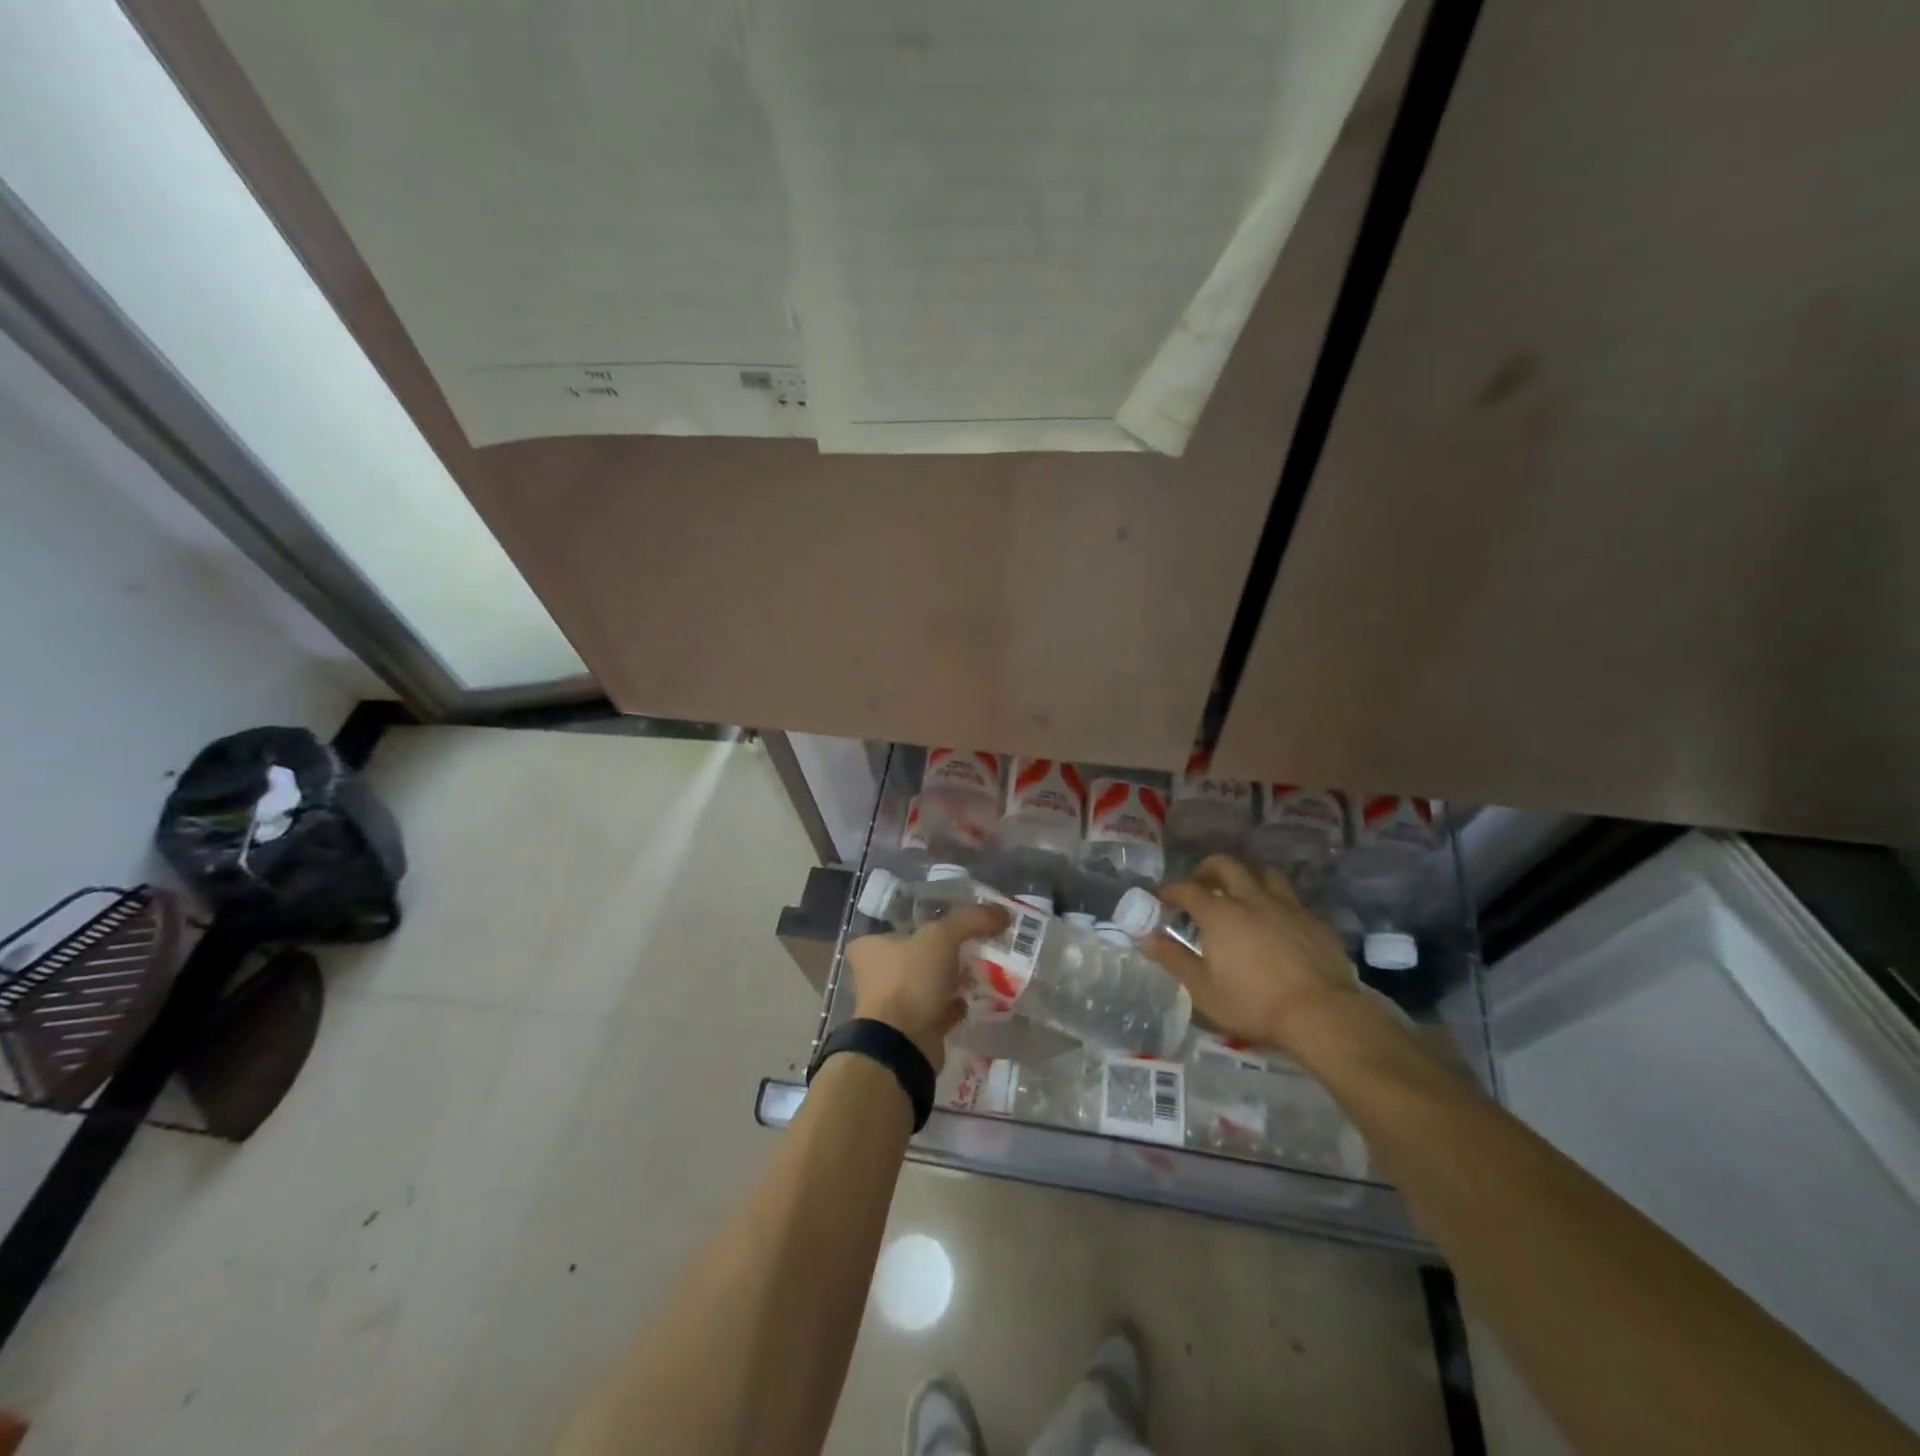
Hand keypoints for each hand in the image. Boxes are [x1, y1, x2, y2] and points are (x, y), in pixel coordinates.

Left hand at [848, 904, 1008, 1071]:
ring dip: (952, 979)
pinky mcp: (909, 1029)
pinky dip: (955, 1004)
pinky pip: (937, 1009)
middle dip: (946, 952)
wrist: (902, 1046)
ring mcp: (891, 1004)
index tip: (955, 923)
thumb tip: (1001, 913)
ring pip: (928, 982)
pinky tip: (976, 997)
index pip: (900, 924)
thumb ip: (970, 919)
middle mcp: (875, 973)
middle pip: (917, 953)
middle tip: (976, 944)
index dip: (928, 921)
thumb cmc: (911, 981)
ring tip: (983, 969)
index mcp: (870, 946)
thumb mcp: (942, 937)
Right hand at [1141, 855, 1373, 1059]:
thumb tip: (1146, 939)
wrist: (1321, 1014)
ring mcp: (1287, 906)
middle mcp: (1251, 899)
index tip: (1162, 899)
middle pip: (1226, 865)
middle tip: (1201, 885)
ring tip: (1242, 894)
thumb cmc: (1253, 1003)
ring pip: (1264, 873)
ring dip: (1248, 877)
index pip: (1187, 889)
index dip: (1170, 890)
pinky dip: (1278, 903)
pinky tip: (1278, 923)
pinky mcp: (1315, 921)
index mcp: (1219, 914)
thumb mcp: (1203, 989)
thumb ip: (1173, 959)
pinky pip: (1292, 900)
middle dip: (1207, 870)